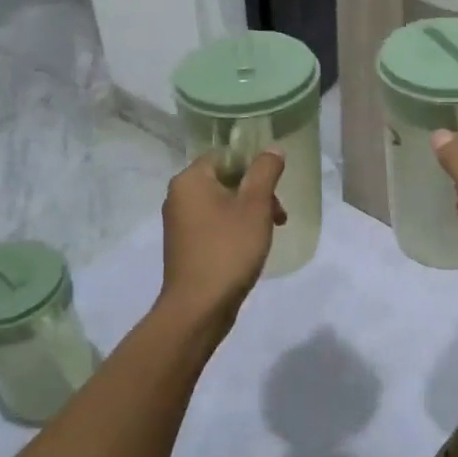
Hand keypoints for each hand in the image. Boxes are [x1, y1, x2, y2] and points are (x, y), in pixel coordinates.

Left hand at [158, 150, 286, 327]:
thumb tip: (272, 149)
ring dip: (249, 212)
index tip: (275, 188)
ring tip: (269, 233)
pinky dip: (234, 228)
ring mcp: (179, 222)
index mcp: (190, 179)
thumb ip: (265, 172)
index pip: (226, 155)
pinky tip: (250, 247)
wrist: (198, 307)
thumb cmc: (228, 249)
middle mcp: (179, 195)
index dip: (254, 167)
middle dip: (256, 193)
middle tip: (279, 216)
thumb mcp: (255, 206)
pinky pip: (213, 224)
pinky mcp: (184, 245)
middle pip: (225, 179)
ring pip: (222, 203)